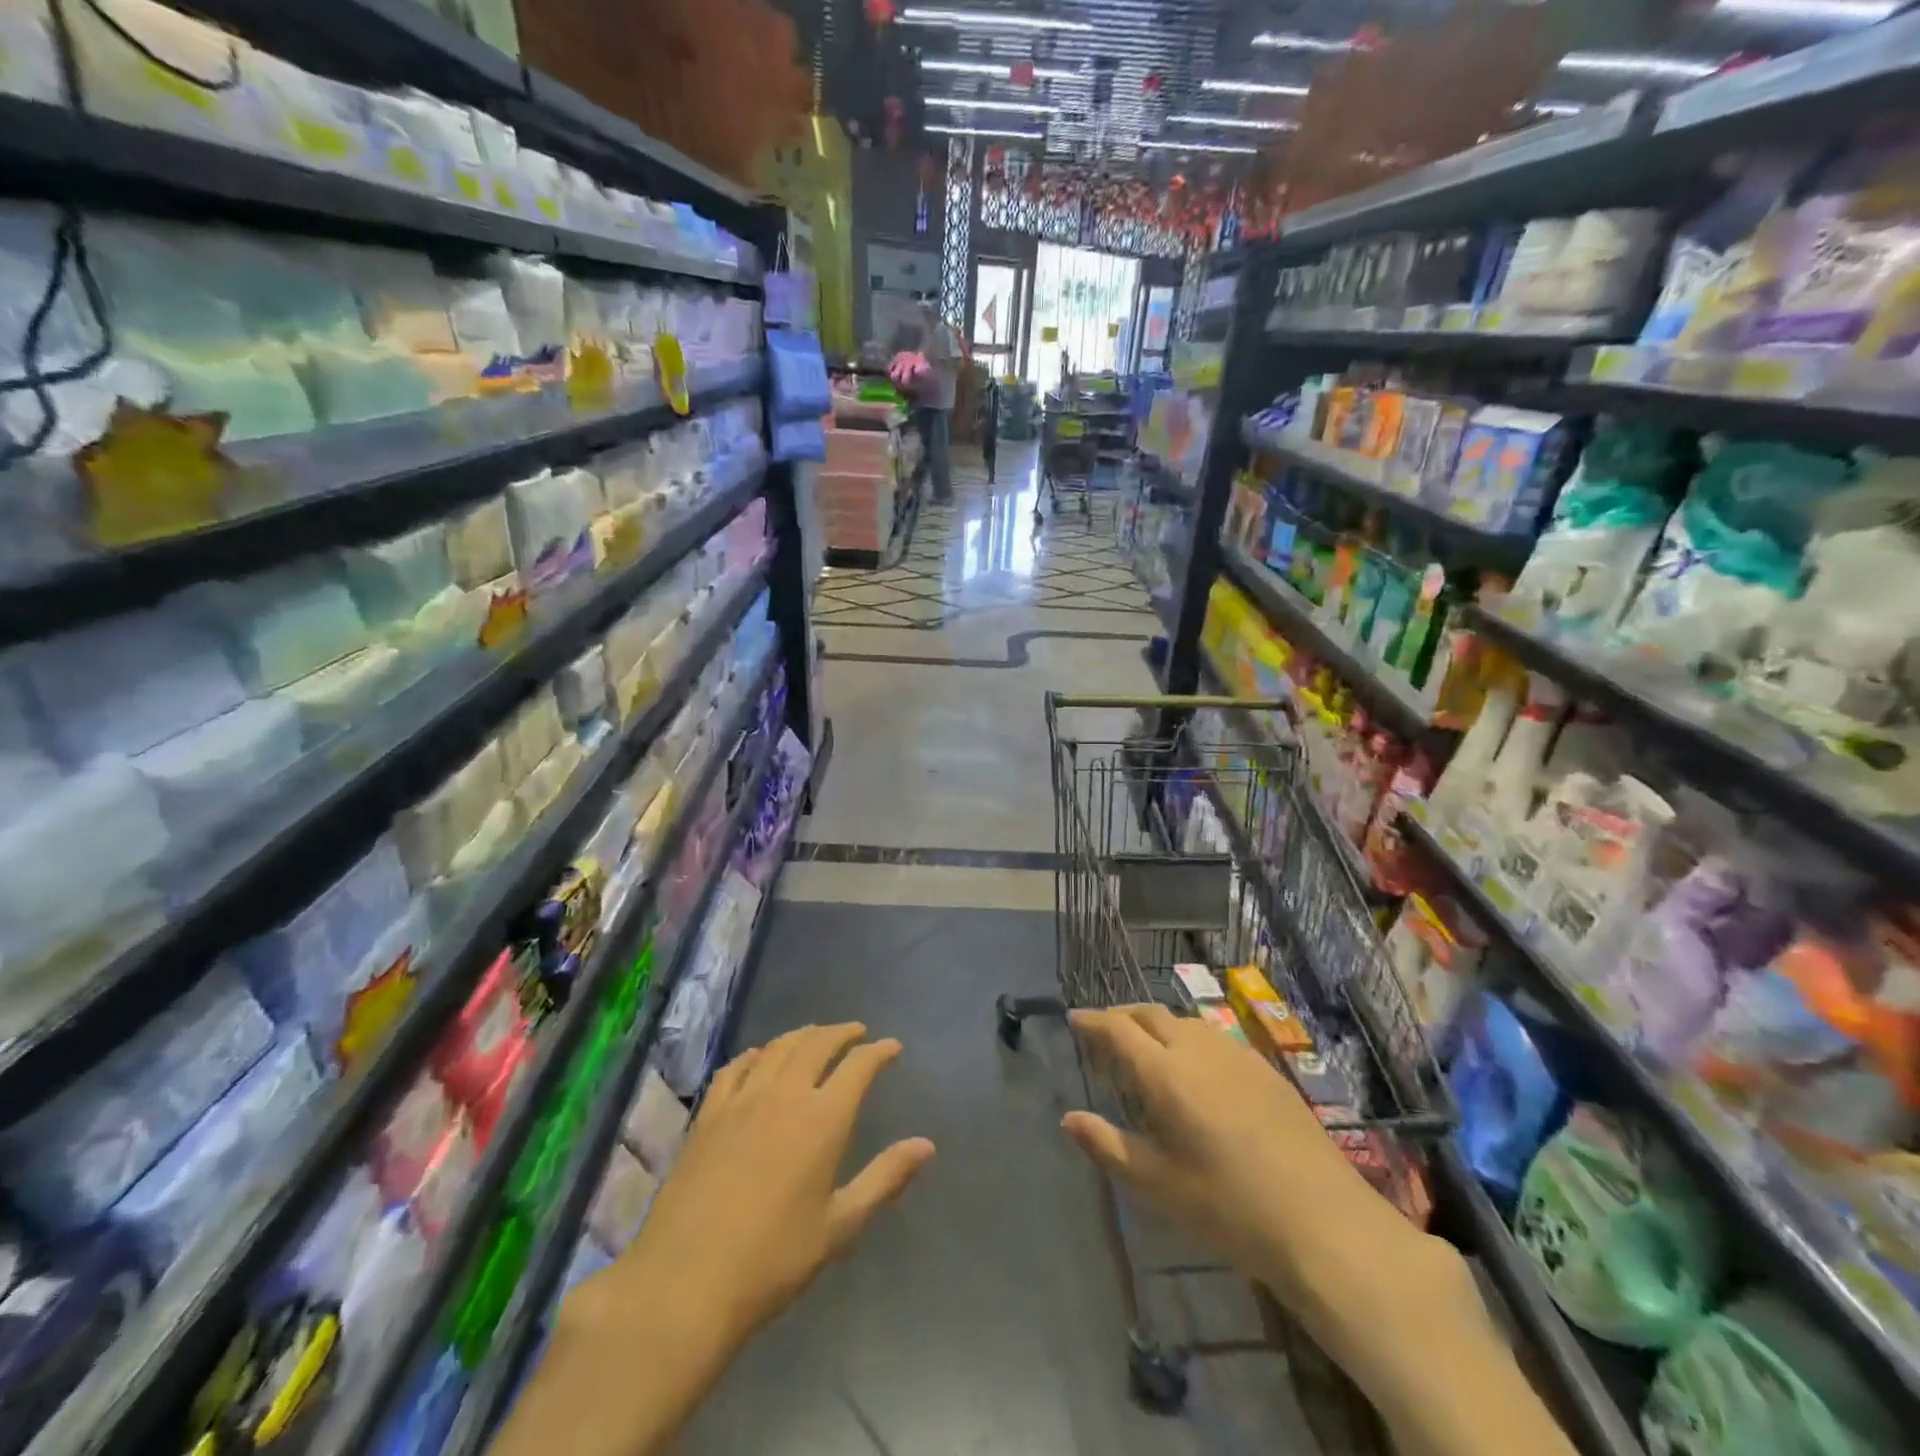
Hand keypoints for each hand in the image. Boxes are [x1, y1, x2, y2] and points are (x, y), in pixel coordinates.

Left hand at [614, 1024, 934, 1342]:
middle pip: (817, 1045)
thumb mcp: (839, 1226)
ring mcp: (742, 1100)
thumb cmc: (773, 1260)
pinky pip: (736, 1067)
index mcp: (823, 1119)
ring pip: (778, 1048)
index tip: (892, 1047)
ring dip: (803, 1035)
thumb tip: (927, 1144)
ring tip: (816, 1035)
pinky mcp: (708, 1114)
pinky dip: (755, 1054)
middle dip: (841, 1033)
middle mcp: (785, 1095)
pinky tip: (759, 1057)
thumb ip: (884, 1178)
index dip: (878, 1052)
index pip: (858, 1067)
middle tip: (856, 1032)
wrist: (685, 1283)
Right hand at [1061, 1006, 1468, 1363]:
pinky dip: (1188, 1038)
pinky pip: (1213, 1036)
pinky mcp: (1265, 1068)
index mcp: (1165, 1073)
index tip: (1074, 1019)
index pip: (1117, 1028)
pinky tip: (1195, 1068)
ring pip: (1184, 1021)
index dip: (1092, 1020)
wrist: (1324, 1222)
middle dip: (1121, 1016)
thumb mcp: (1158, 1185)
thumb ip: (1108, 1145)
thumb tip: (1068, 1118)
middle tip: (1104, 1034)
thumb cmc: (1229, 1208)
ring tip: (1146, 1049)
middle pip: (1150, 1013)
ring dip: (1156, 1024)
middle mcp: (1197, 1049)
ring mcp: (1236, 1054)